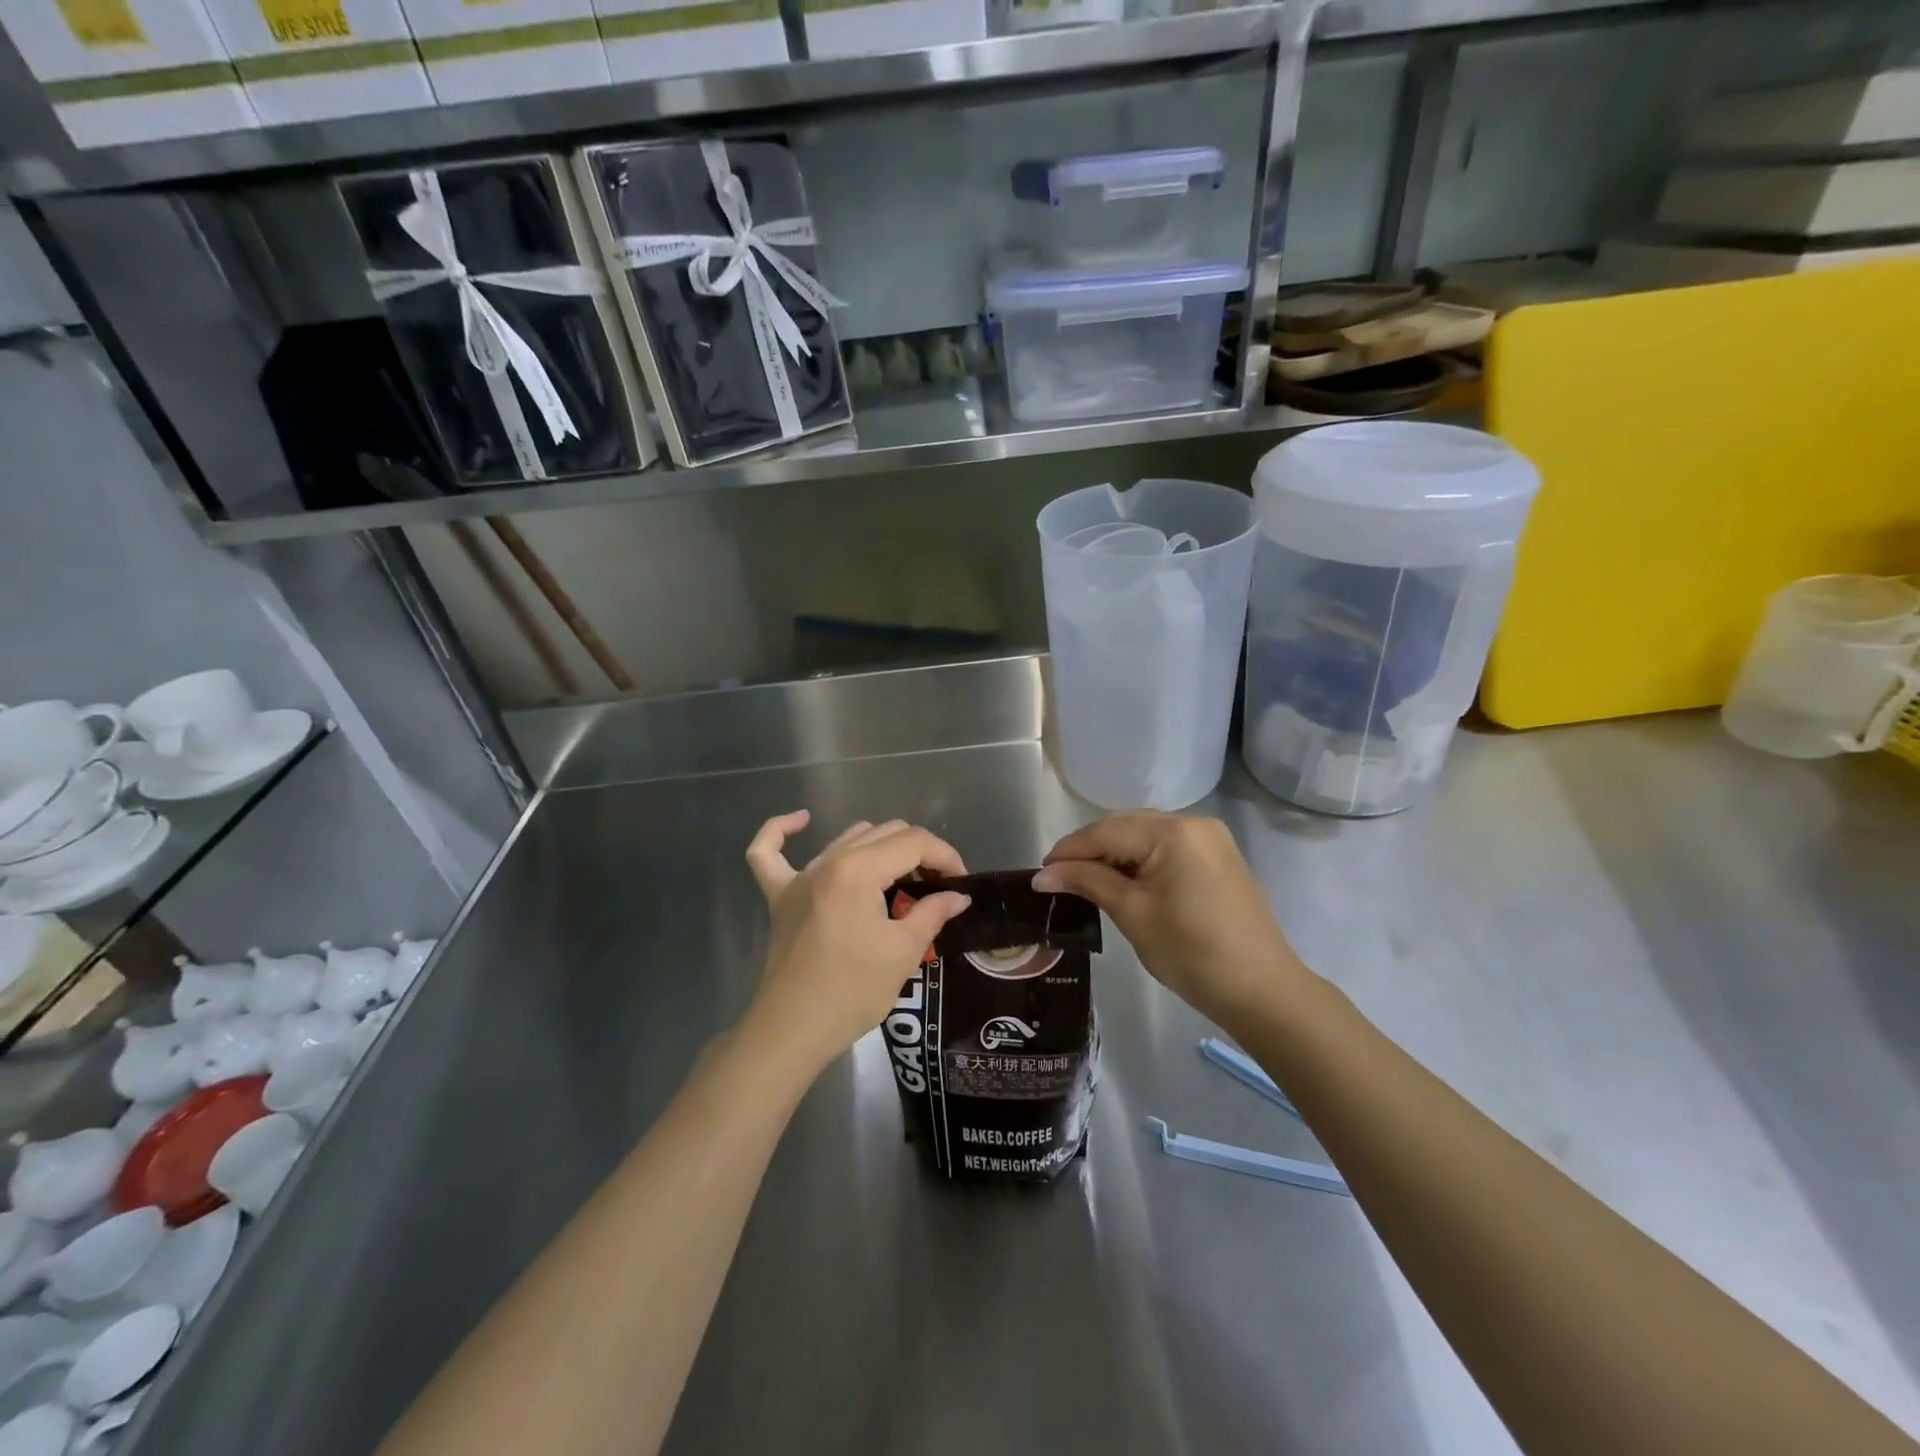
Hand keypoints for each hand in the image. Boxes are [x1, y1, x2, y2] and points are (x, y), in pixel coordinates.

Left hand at [742, 811, 971, 1076]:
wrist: (793, 1030)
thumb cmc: (853, 992)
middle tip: (936, 886)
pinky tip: (802, 821)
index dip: (946, 857)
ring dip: (880, 848)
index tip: (960, 883)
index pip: (914, 842)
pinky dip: (782, 832)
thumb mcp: (904, 952)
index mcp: (860, 869)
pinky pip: (770, 852)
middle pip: (886, 832)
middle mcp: (829, 861)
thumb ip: (933, 912)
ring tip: (900, 879)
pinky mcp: (780, 895)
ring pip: (848, 838)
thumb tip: (958, 896)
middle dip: (919, 852)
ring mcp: (800, 876)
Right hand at [1032, 812, 1311, 1026]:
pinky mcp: (1218, 857)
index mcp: (1173, 831)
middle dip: (1090, 849)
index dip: (1069, 851)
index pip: (1106, 831)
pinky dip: (1140, 860)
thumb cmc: (1191, 952)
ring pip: (1145, 835)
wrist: (1263, 991)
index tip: (1040, 873)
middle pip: (1125, 825)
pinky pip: (1166, 847)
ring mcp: (1210, 839)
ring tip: (1086, 882)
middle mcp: (1193, 822)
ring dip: (1113, 854)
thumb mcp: (1132, 914)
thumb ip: (1087, 883)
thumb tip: (1043, 875)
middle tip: (1059, 879)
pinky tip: (1123, 882)